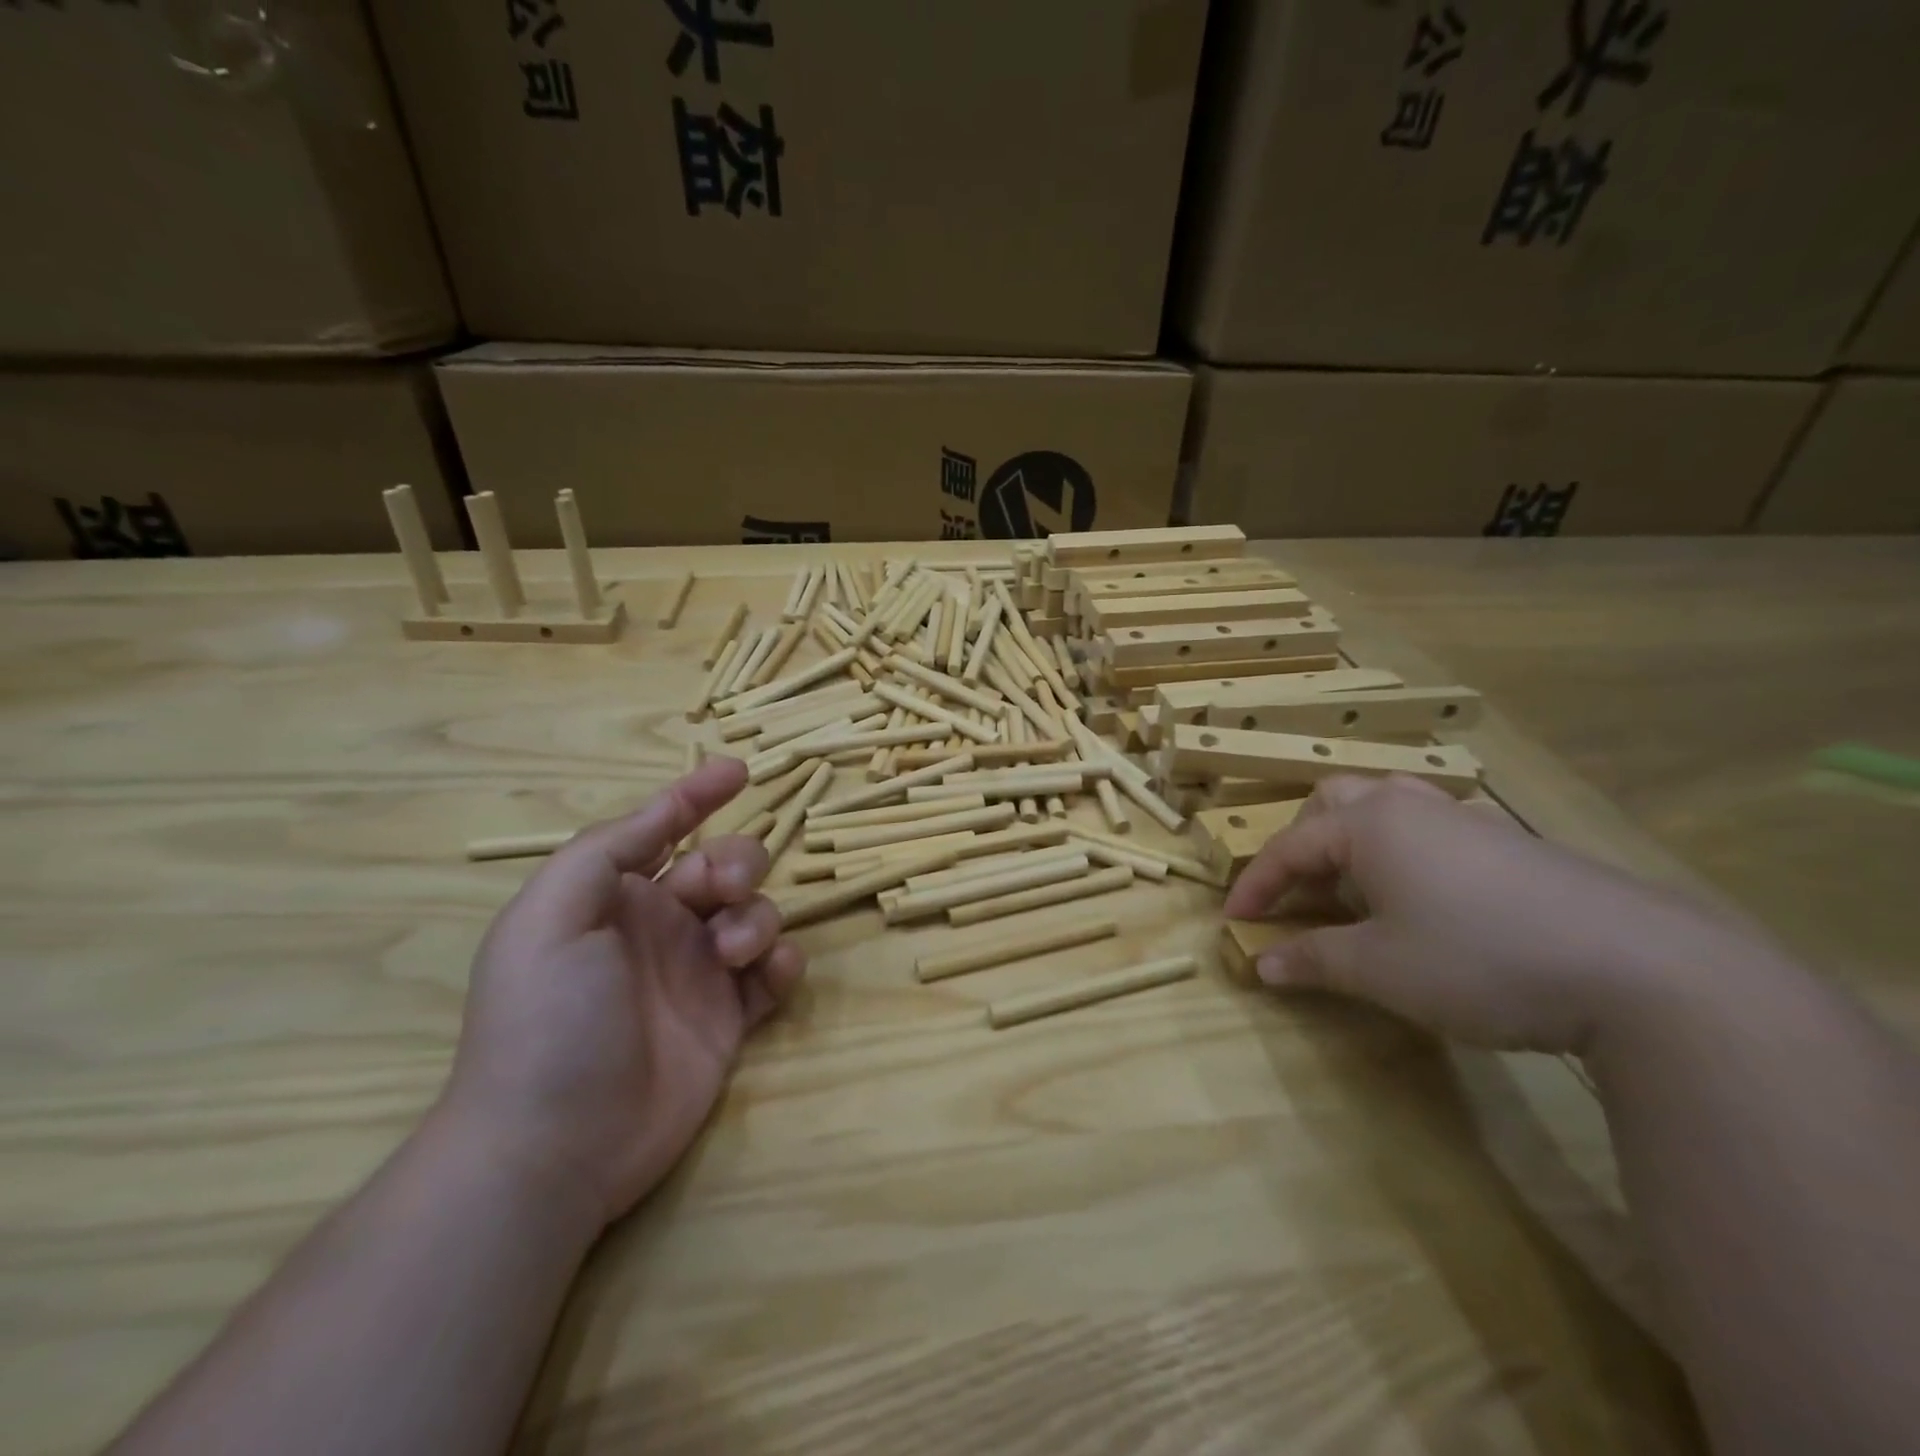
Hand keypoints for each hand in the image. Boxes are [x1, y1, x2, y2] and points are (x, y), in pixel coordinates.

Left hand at [440, 758, 804, 1228]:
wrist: (556, 1145)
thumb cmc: (547, 1019)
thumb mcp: (550, 917)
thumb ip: (604, 851)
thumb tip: (663, 813)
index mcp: (614, 898)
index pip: (663, 829)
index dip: (697, 795)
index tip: (739, 771)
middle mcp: (661, 928)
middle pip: (723, 866)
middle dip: (738, 863)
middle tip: (727, 891)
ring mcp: (699, 974)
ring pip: (756, 914)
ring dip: (757, 918)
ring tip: (732, 955)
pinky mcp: (730, 1019)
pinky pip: (774, 973)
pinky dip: (783, 963)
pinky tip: (769, 974)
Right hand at [1222, 774, 1752, 1054]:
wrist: (1643, 971)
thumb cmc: (1480, 959)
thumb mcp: (1380, 969)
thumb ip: (1314, 960)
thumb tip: (1263, 964)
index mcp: (1370, 824)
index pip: (1288, 846)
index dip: (1255, 884)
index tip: (1234, 921)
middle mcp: (1413, 807)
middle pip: (1334, 802)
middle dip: (1301, 843)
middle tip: (1297, 891)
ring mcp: (1469, 821)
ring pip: (1388, 807)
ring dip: (1353, 841)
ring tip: (1354, 887)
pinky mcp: (1515, 846)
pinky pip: (1434, 831)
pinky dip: (1404, 854)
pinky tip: (1426, 900)